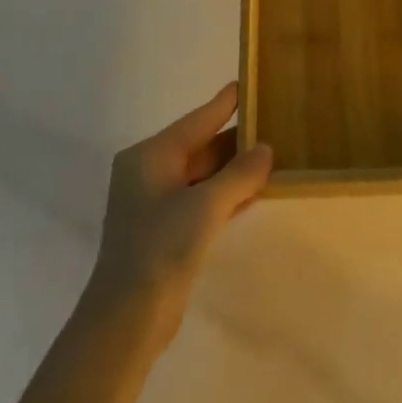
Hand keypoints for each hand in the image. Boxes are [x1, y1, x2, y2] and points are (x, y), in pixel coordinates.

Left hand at [86, 83, 272, 340]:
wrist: (127, 318)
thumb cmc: (161, 248)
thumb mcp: (205, 205)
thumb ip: (239, 174)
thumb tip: (266, 149)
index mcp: (150, 156)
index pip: (196, 120)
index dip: (224, 104)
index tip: (247, 84)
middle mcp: (150, 172)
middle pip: (200, 146)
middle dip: (236, 139)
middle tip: (274, 122)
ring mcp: (156, 203)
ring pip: (203, 174)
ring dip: (235, 168)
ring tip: (274, 153)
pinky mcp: (166, 230)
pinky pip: (202, 198)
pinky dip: (227, 192)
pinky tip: (255, 190)